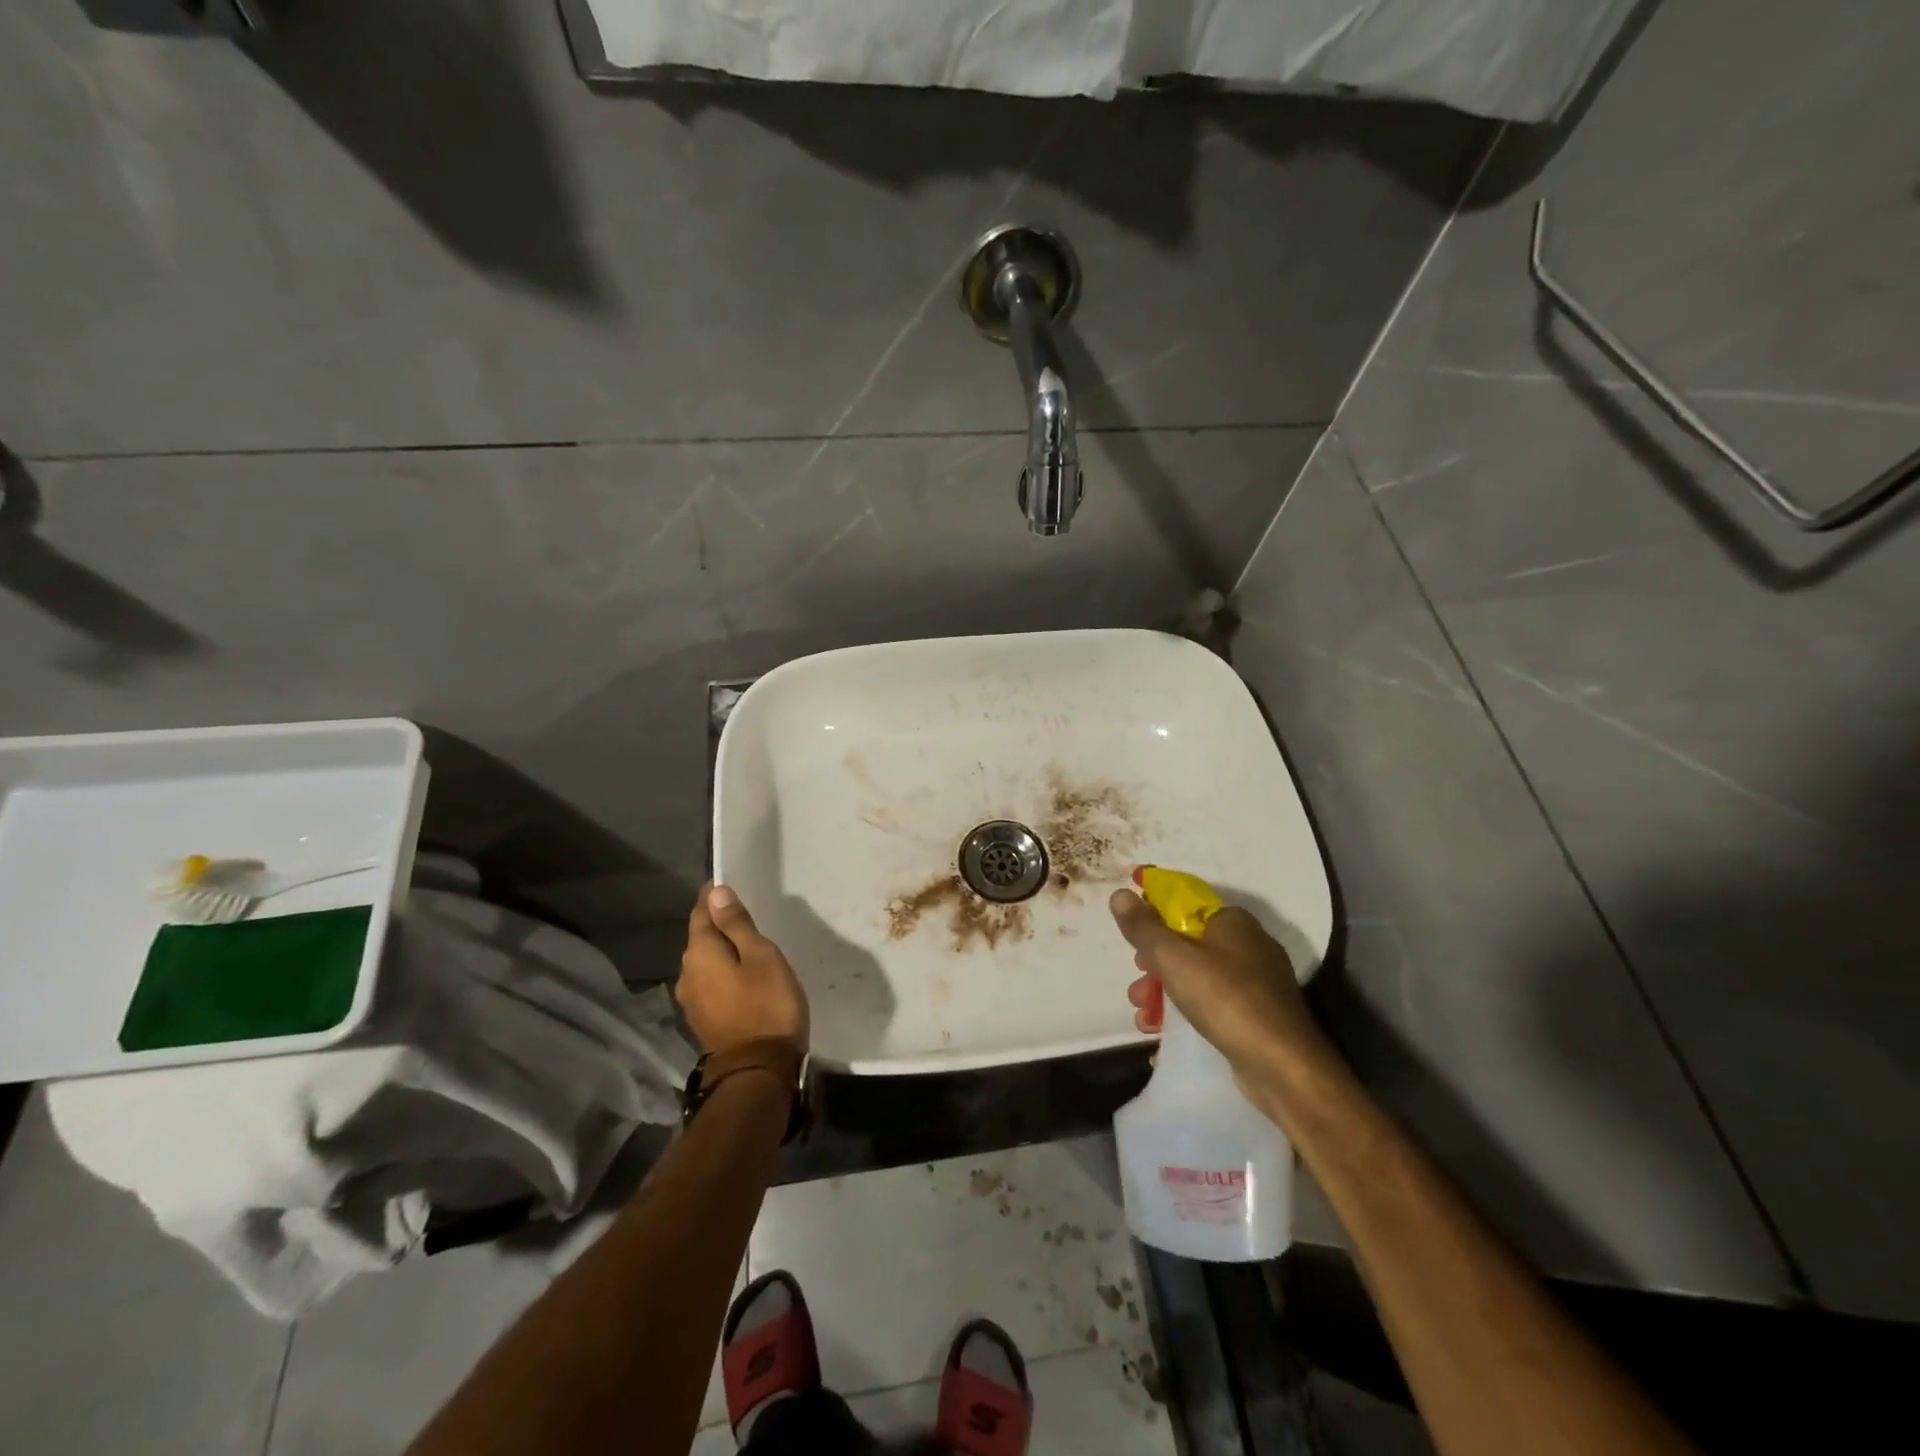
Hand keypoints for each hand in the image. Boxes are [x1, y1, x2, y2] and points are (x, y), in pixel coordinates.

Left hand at [677, 884, 809, 1055]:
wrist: (759, 1070)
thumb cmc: (767, 1004)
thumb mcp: (760, 955)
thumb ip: (736, 924)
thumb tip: (716, 892)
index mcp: (700, 953)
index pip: (701, 912)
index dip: (713, 897)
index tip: (728, 884)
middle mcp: (687, 973)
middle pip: (700, 938)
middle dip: (718, 923)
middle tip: (744, 914)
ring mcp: (692, 1000)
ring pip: (705, 962)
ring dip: (722, 951)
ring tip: (747, 945)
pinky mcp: (703, 1020)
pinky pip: (711, 983)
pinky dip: (723, 973)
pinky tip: (741, 976)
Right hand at [1109, 883, 1331, 1095]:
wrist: (1283, 1066)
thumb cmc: (1225, 999)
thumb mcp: (1173, 958)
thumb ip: (1143, 927)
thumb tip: (1120, 894)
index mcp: (1232, 921)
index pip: (1184, 905)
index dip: (1152, 918)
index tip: (1131, 940)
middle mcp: (1248, 945)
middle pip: (1187, 943)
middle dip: (1155, 965)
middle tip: (1137, 985)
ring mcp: (1256, 982)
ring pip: (1197, 976)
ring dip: (1165, 994)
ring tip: (1143, 1019)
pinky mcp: (1258, 1015)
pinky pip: (1213, 1004)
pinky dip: (1187, 1014)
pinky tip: (1164, 1036)